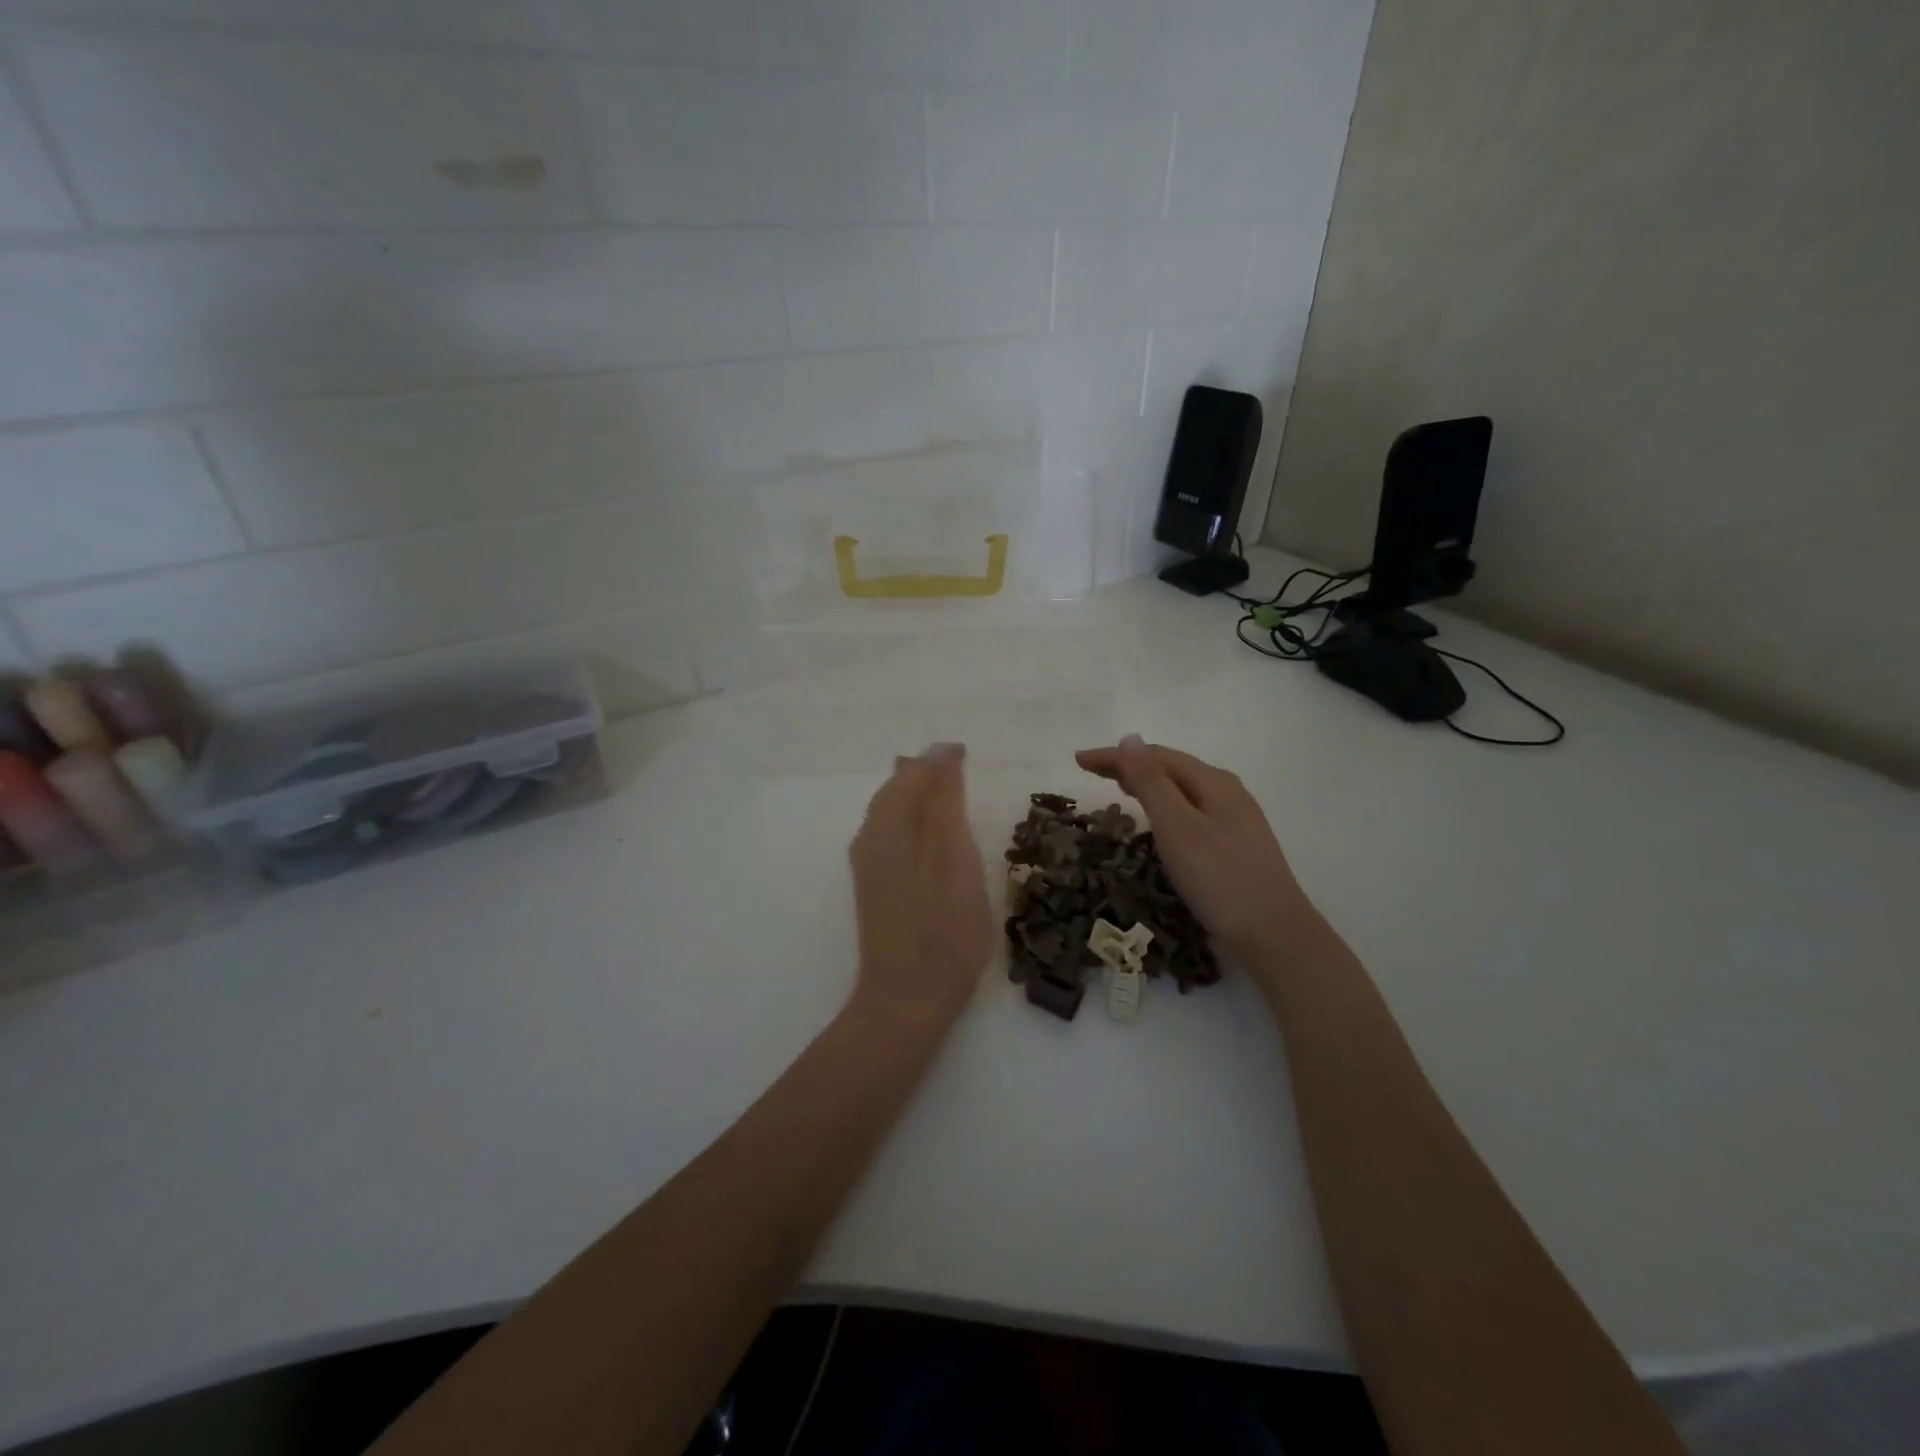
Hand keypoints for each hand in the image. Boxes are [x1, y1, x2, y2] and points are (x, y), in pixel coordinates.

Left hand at [848, 743, 993, 1025]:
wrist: (906, 999)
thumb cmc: (943, 929)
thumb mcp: (955, 859)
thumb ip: (945, 803)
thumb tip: (940, 753)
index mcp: (888, 825)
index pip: (913, 773)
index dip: (941, 760)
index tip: (969, 755)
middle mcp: (869, 837)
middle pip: (895, 789)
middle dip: (926, 773)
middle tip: (960, 768)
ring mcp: (867, 864)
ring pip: (889, 811)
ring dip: (918, 796)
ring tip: (948, 793)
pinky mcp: (873, 886)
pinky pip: (889, 834)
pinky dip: (912, 821)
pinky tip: (929, 835)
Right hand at [1074, 736, 1312, 967]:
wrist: (1273, 936)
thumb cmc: (1220, 878)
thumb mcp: (1177, 826)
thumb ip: (1151, 782)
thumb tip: (1129, 737)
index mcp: (1214, 782)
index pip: (1157, 756)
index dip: (1116, 756)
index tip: (1078, 761)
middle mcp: (1227, 794)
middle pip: (1172, 769)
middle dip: (1131, 766)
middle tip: (1092, 773)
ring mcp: (1234, 822)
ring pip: (1182, 792)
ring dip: (1148, 785)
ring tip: (1119, 790)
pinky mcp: (1233, 848)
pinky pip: (1190, 814)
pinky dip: (1164, 809)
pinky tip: (1157, 825)